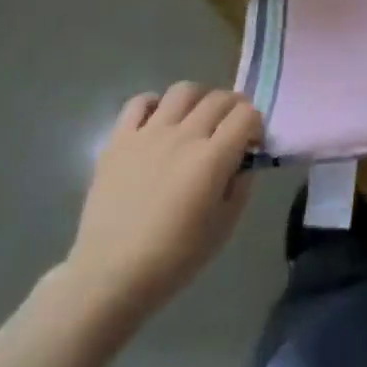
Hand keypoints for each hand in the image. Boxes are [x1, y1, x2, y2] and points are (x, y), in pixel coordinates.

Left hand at [60, 83, 262, 330]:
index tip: (251, 145)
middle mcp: (183, 136)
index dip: (256, 125)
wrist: (110, 276)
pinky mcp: (119, 140)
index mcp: (212, 158)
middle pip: (220, 98)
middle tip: (231, 129)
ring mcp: (148, 134)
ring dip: (200, 99)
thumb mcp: (224, 227)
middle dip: (234, 108)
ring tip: (197, 118)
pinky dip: (155, 104)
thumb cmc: (174, 259)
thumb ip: (241, 185)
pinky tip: (159, 122)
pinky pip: (139, 102)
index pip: (247, 114)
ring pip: (183, 90)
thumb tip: (243, 160)